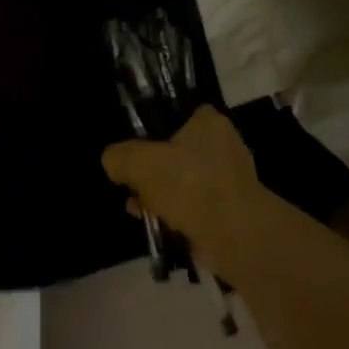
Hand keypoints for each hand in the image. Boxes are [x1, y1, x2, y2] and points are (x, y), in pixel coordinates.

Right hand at [102, 106, 264, 278]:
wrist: (234, 236)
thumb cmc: (189, 185)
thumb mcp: (139, 163)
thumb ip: (119, 157)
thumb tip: (113, 162)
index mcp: (209, 122)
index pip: (178, 112)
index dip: (153, 127)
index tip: (134, 145)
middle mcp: (224, 146)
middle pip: (176, 150)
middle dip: (151, 169)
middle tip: (131, 182)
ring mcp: (229, 180)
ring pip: (183, 181)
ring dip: (160, 194)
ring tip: (137, 207)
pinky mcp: (230, 210)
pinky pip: (194, 206)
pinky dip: (175, 213)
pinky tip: (155, 224)